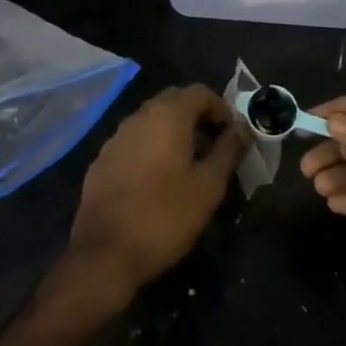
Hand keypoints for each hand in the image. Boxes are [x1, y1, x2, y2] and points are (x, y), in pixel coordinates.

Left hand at [64, 85, 247, 303]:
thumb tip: (243, 127)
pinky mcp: (102, 159)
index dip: (222, 109)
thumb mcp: (208, 186)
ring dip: (173, 132)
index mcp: (168, 114)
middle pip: (175, 101)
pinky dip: (151, 148)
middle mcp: (140, 115)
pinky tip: (156, 181)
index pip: (201, 92)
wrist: (104, 253)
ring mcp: (117, 136)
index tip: (232, 137)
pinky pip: (134, 141)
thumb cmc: (165, 216)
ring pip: (152, 120)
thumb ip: (229, 150)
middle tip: (213, 147)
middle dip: (198, 117)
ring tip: (188, 165)